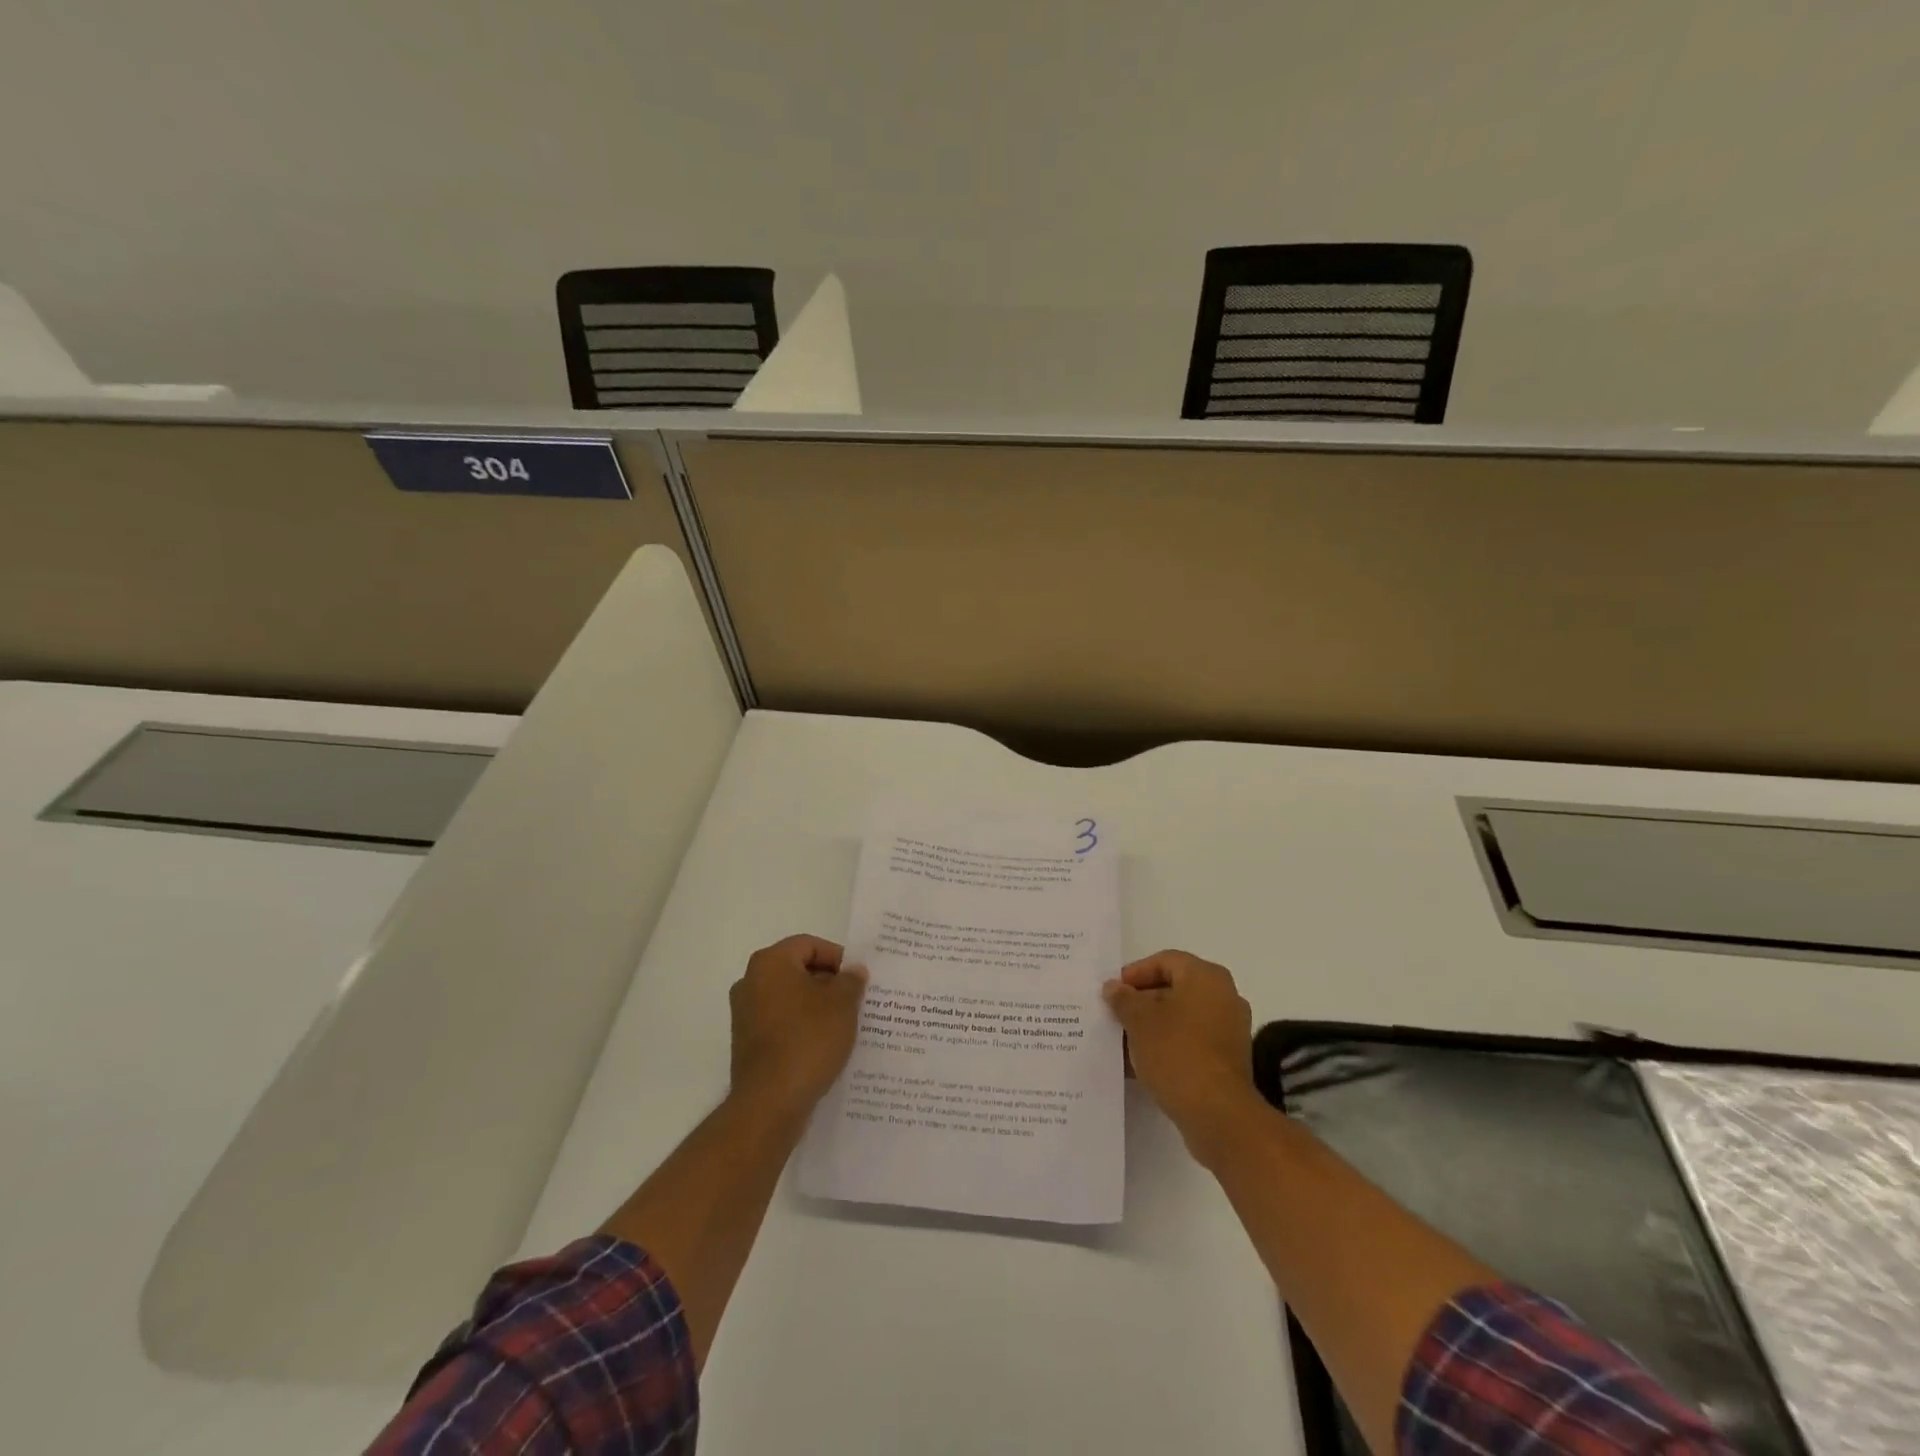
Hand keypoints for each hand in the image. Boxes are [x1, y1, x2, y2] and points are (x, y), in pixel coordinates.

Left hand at [729, 934, 867, 1114]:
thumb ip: (851, 980)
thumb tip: (853, 971)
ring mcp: (745, 1014)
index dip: (838, 957)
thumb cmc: (808, 1040)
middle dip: (828, 982)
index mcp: (770, 963)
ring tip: (844, 1023)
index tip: (858, 978)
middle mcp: (750, 982)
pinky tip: (823, 1044)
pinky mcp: (746, 1042)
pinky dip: (801, 1027)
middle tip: (855, 999)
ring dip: (816, 1006)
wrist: (770, 1103)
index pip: (809, 945)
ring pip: (789, 998)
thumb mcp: (842, 1004)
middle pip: (797, 970)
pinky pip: (780, 1023)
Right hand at [1103, 950, 1255, 1152]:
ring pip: (1181, 1018)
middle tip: (1114, 1016)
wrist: (1217, 1114)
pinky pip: (1191, 1042)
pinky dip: (1168, 1047)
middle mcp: (1224, 997)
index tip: (1113, 992)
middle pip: (1174, 989)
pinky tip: (1141, 1064)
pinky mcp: (1228, 1060)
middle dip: (1141, 1002)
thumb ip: (1123, 999)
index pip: (1165, 961)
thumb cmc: (1176, 1052)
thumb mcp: (1138, 1021)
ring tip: (1123, 1042)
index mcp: (1206, 977)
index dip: (1135, 973)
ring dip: (1152, 1027)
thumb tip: (1114, 988)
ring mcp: (1229, 1030)